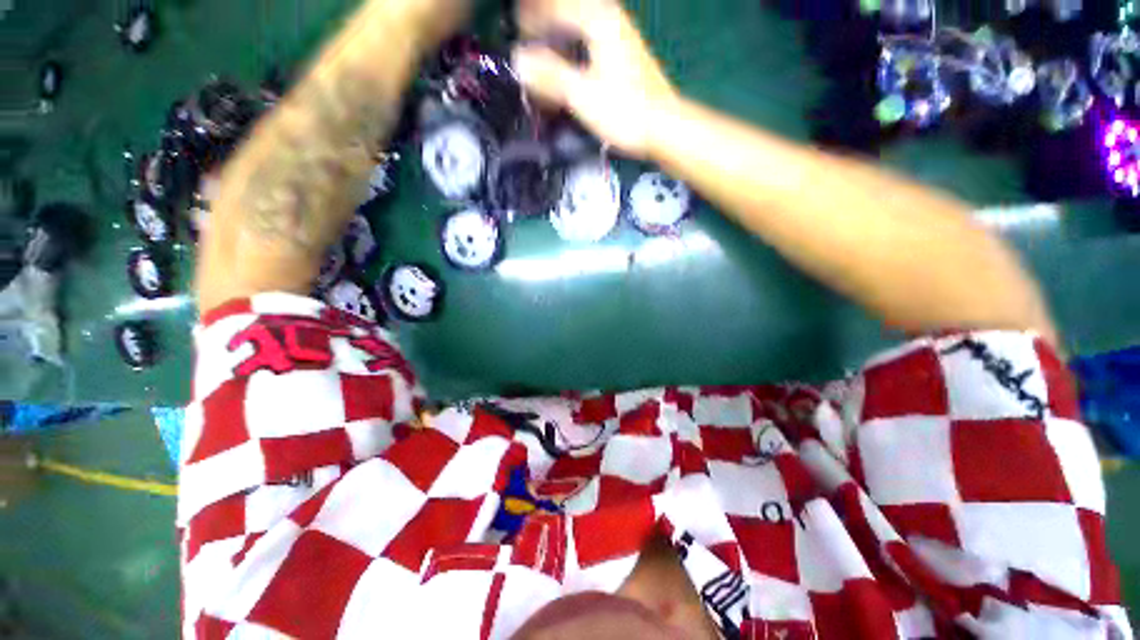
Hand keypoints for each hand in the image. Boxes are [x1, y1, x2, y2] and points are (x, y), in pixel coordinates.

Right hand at [512, 0, 677, 157]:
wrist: (663, 128)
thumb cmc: (624, 111)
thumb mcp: (582, 94)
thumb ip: (550, 75)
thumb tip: (518, 59)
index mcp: (599, 21)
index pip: (557, 6)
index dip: (533, 16)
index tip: (516, 28)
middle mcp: (612, 20)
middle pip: (571, 9)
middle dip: (547, 18)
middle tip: (528, 31)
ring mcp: (622, 38)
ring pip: (584, 23)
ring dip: (563, 31)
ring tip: (546, 44)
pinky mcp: (627, 57)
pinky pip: (595, 39)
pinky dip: (578, 45)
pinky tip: (573, 60)